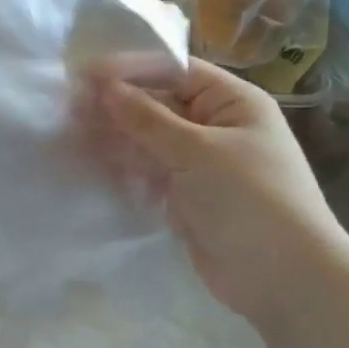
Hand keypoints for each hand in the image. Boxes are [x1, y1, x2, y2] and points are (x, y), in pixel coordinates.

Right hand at [94, 61, 348, 322]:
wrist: (282, 277)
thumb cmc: (249, 199)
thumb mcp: (196, 151)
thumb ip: (146, 119)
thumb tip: (103, 86)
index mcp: (233, 103)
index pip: (175, 72)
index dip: (130, 70)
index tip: (83, 74)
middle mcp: (216, 127)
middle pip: (158, 106)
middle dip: (115, 106)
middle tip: (66, 108)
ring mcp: (200, 165)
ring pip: (148, 141)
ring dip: (113, 138)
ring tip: (68, 136)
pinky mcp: (185, 197)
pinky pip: (148, 173)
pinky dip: (122, 168)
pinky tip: (90, 165)